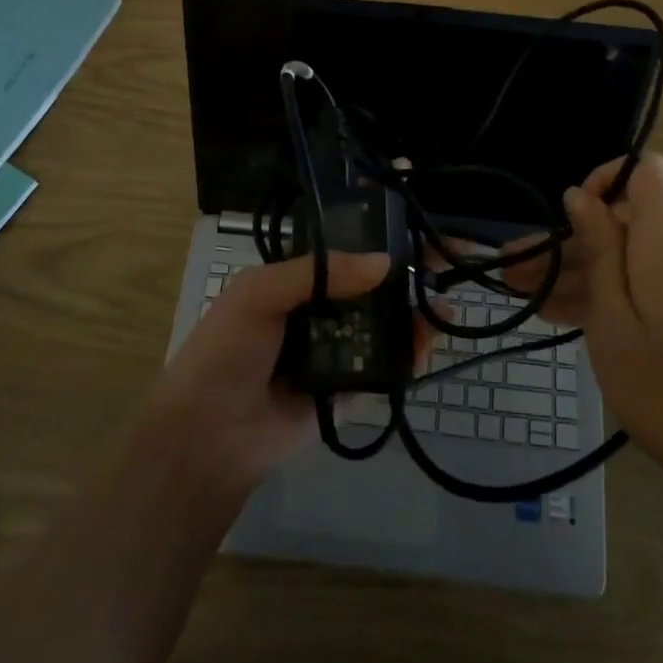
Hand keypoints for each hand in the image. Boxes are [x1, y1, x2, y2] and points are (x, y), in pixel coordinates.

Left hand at [136, 252, 435, 504]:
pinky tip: (427, 343)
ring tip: (445, 308)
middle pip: (373, 286)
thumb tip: (385, 262)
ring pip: (384, 324)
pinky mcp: (347, 389)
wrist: (208, 437)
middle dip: (410, 274)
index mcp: (297, 281)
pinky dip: (409, 353)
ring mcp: (336, 350)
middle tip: (453, 262)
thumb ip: (319, 273)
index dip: (381, 238)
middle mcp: (320, 310)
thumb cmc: (227, 352)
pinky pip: (384, 366)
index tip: (419, 225)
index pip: (346, 251)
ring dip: (416, 313)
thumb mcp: (260, 294)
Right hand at [515, 155, 662, 499]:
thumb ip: (598, 249)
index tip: (569, 215)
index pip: (646, 171)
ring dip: (578, 275)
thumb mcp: (614, 318)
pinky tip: (560, 315)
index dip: (605, 177)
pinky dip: (607, 296)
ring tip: (523, 297)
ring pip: (627, 260)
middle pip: (623, 223)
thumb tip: (581, 195)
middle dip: (567, 243)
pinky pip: (644, 287)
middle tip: (513, 272)